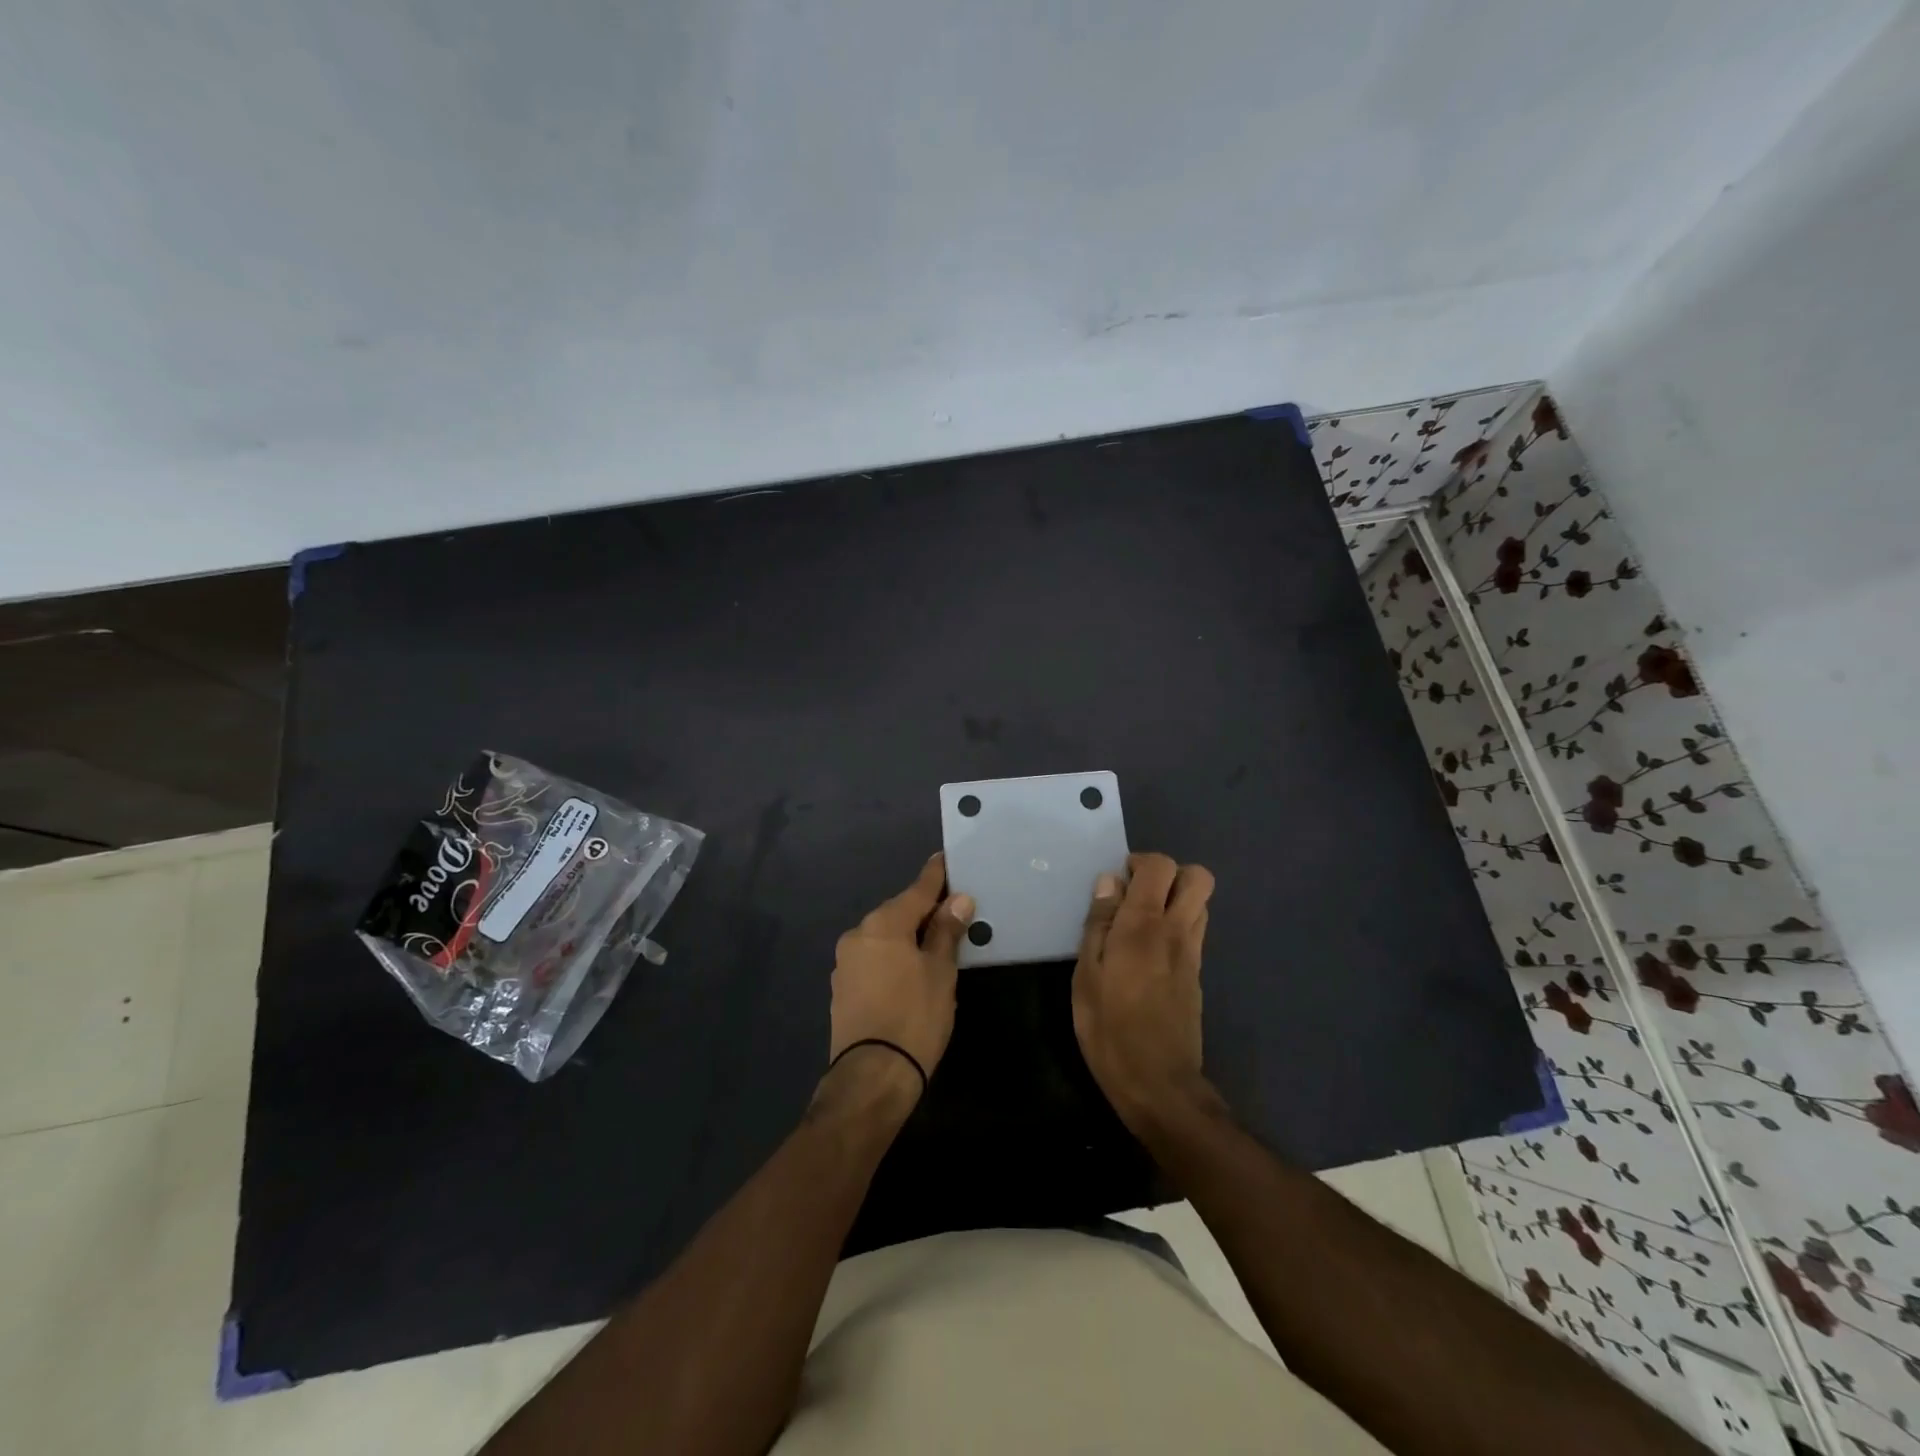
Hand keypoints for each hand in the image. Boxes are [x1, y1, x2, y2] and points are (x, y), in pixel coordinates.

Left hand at [828, 855, 974, 1087]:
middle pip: (898, 912)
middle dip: (923, 910)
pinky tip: (909, 972)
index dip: (935, 875)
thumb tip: (958, 900)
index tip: (945, 858)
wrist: (872, 1076)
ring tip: (934, 946)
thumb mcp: (940, 972)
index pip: (917, 890)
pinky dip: (892, 957)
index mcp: (884, 923)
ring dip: (906, 936)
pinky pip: (873, 959)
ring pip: (884, 937)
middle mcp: (858, 934)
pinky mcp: (842, 988)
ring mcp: (846, 962)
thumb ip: (946, 932)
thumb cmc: (915, 1016)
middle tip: (951, 912)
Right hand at [1072, 852, 1214, 1133]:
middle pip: (1198, 877)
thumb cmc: (1110, 1031)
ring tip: (1140, 922)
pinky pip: (1195, 931)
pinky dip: (1177, 925)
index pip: (1160, 867)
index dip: (1140, 862)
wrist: (1160, 1086)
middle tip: (1136, 894)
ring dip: (1175, 899)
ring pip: (1201, 903)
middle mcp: (1176, 932)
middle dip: (1169, 874)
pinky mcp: (1197, 975)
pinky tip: (1148, 953)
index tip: (1116, 883)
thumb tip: (1108, 882)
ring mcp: (1193, 954)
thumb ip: (1098, 924)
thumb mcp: (1086, 977)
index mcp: (1144, 926)